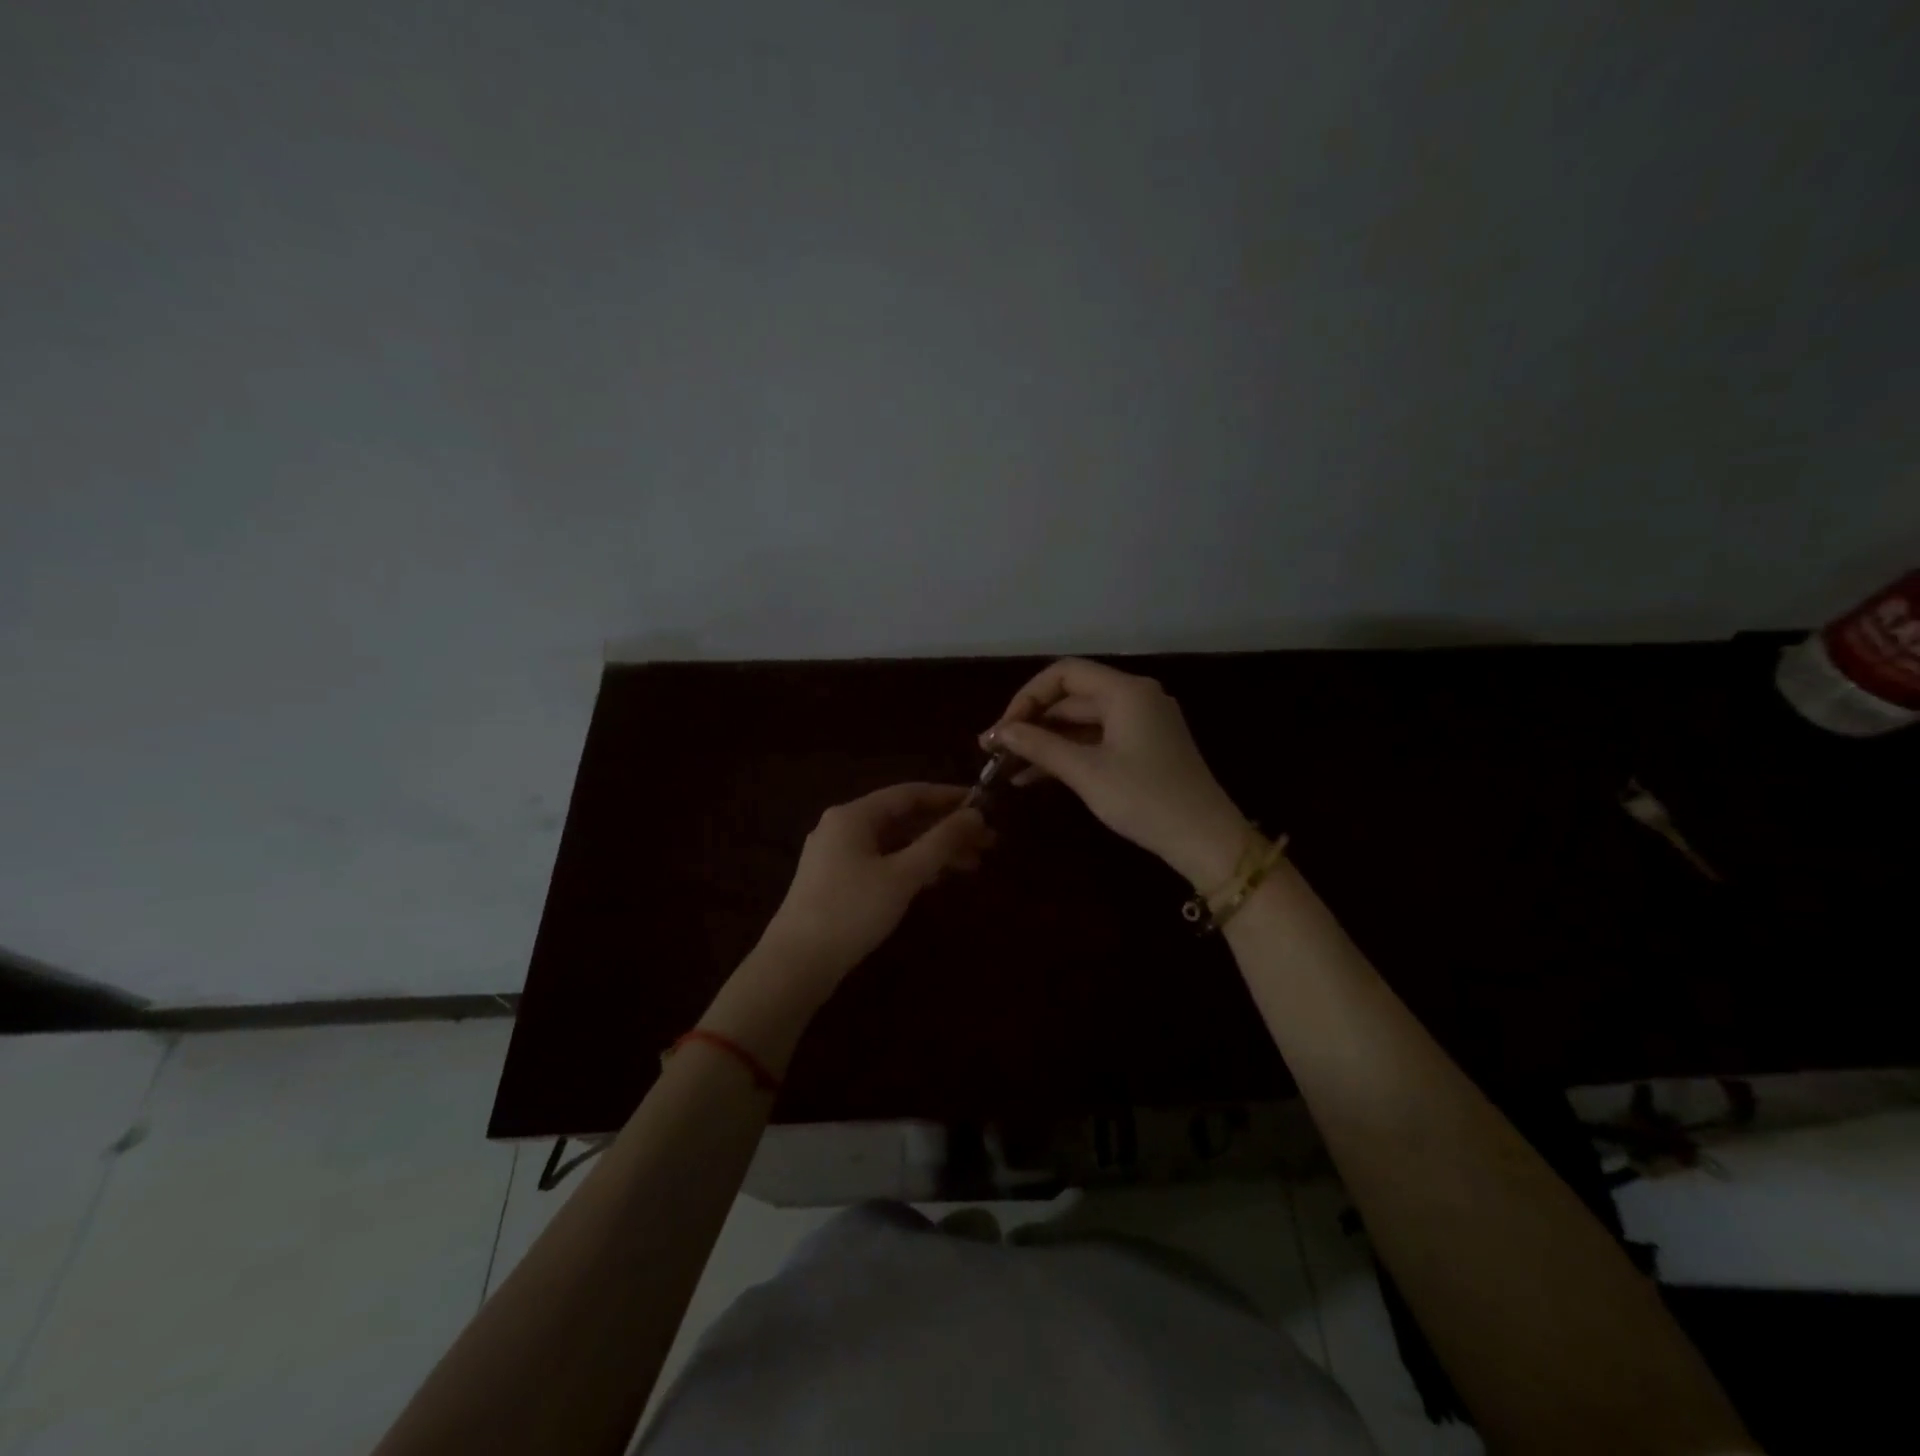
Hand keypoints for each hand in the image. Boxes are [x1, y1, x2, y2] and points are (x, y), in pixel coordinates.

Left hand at [757, 782, 995, 987]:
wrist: (795, 964)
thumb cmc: (851, 912)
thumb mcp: (903, 875)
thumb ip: (941, 842)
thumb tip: (976, 813)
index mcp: (854, 815)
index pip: (909, 794)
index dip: (949, 798)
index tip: (984, 806)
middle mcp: (842, 826)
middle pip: (903, 818)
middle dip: (945, 829)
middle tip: (986, 843)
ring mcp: (836, 854)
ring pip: (894, 842)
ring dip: (931, 850)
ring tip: (971, 865)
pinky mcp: (835, 881)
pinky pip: (882, 861)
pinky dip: (910, 866)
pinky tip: (935, 881)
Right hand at [983, 658, 1249, 886]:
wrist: (1206, 840)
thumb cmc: (1145, 799)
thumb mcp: (1087, 772)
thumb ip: (1040, 746)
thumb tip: (1001, 732)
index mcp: (1126, 691)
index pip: (1064, 674)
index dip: (1027, 696)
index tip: (1003, 729)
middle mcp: (1135, 697)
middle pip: (1071, 697)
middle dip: (1032, 723)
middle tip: (995, 751)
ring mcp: (1141, 723)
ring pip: (1081, 722)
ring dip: (1046, 742)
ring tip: (1007, 768)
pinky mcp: (1143, 748)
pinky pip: (1096, 740)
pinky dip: (1068, 754)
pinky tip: (1035, 777)